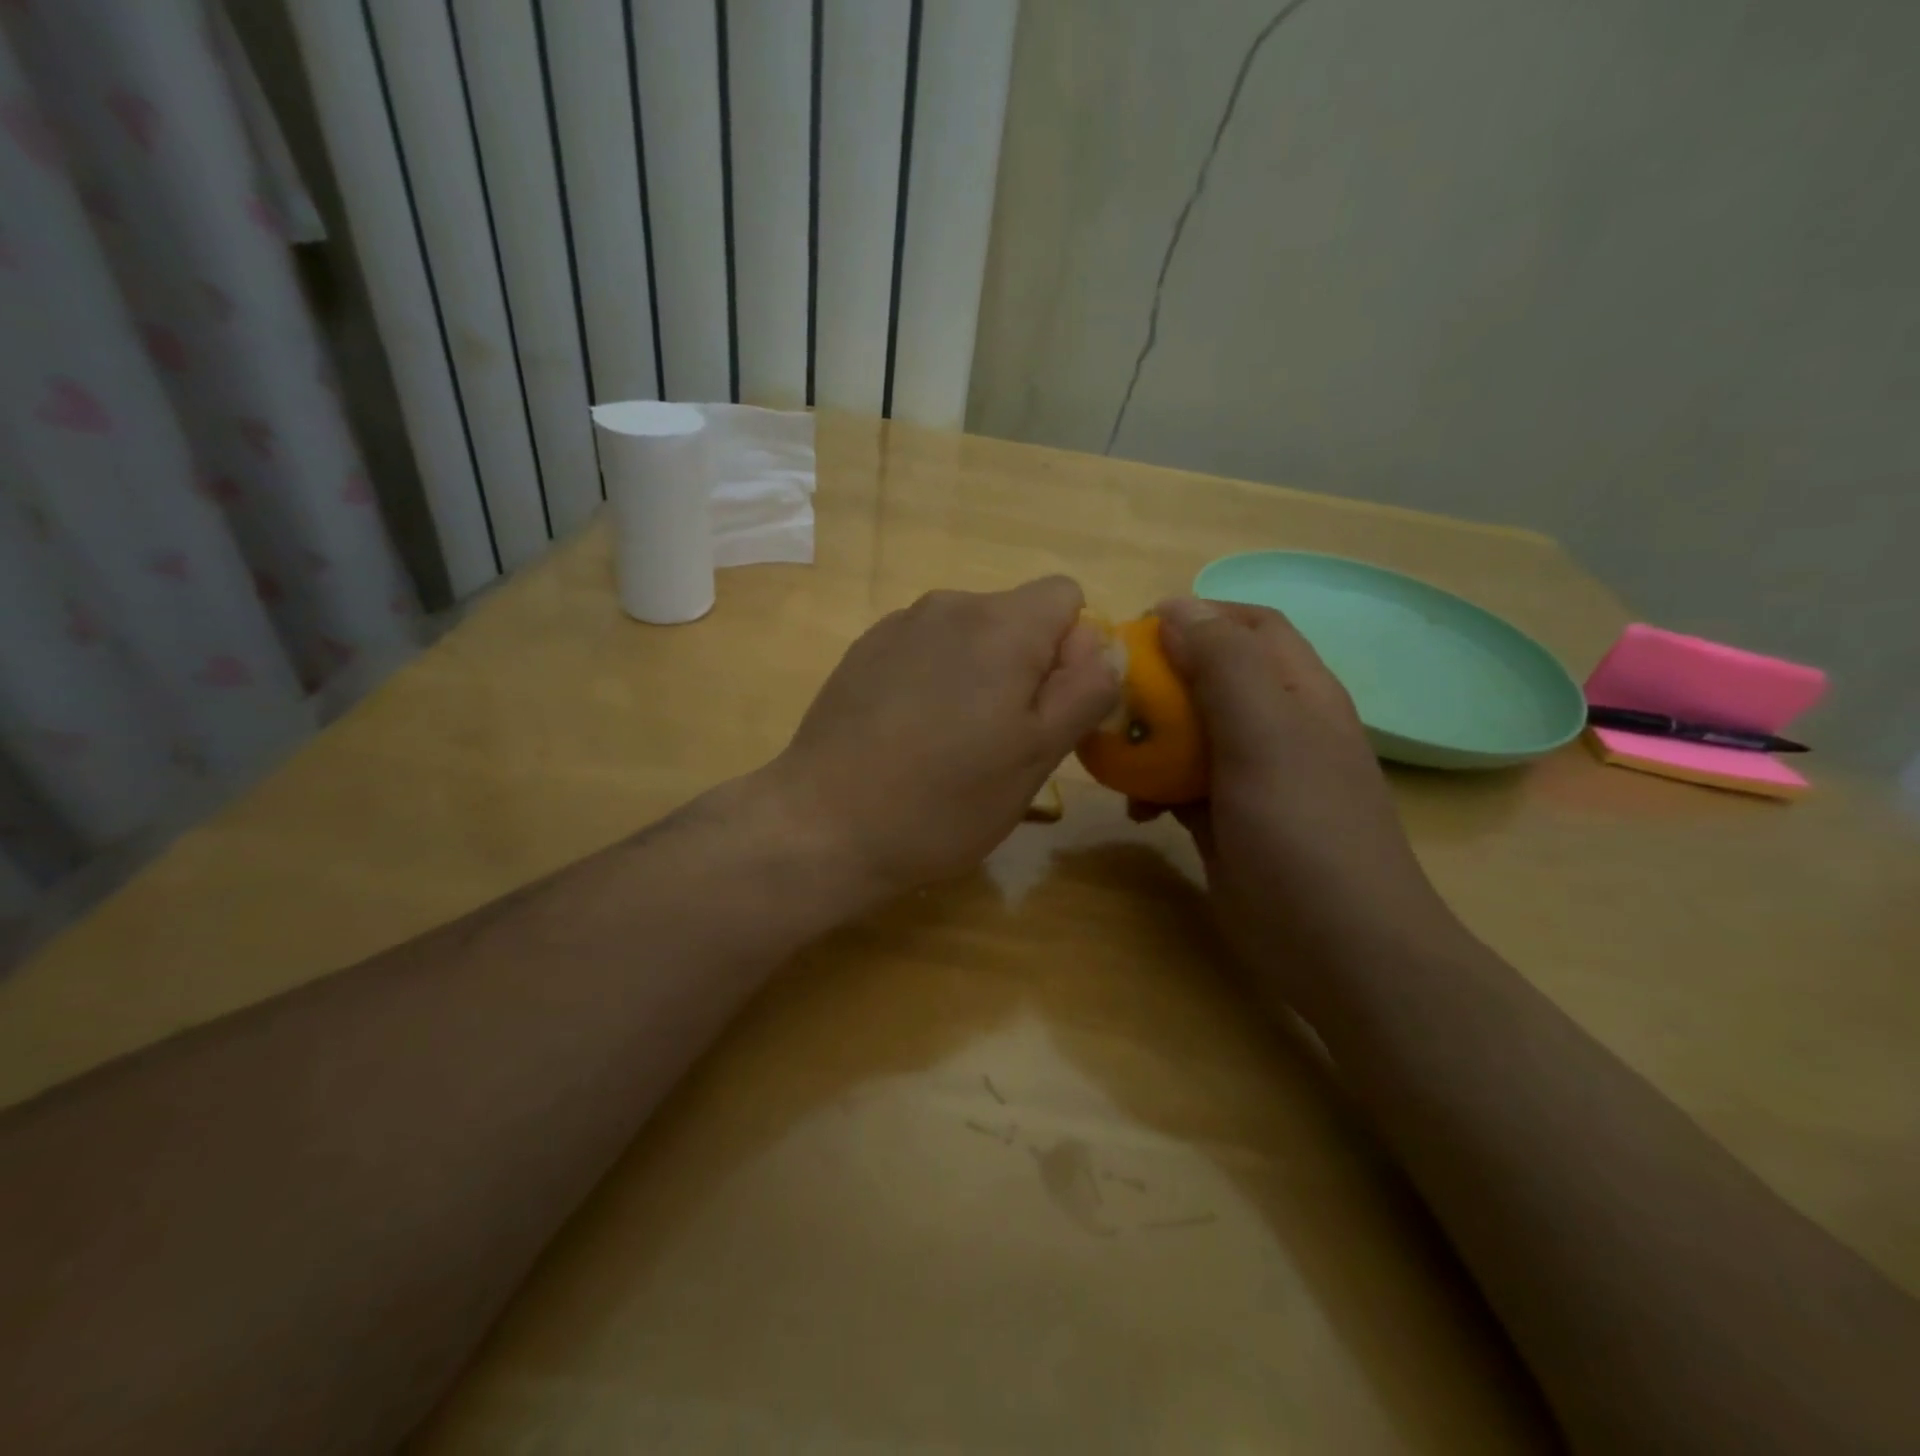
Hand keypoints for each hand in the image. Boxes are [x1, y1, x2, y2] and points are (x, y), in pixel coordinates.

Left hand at [764, 577, 1118, 898]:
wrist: (824, 824)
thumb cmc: (944, 800)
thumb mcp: (1037, 755)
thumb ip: (1084, 689)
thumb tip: (1102, 645)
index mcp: (1001, 624)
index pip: (1066, 597)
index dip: (1073, 651)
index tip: (1049, 710)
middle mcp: (950, 604)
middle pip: (1016, 616)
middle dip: (1026, 665)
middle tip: (1003, 740)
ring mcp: (899, 625)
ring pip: (970, 636)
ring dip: (979, 675)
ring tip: (952, 743)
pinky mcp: (864, 650)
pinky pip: (925, 650)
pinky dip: (934, 680)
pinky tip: (910, 734)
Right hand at [1151, 598, 1467, 1009]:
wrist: (1340, 951)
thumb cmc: (1305, 833)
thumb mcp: (1266, 737)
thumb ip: (1224, 667)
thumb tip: (1176, 606)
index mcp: (1298, 693)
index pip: (1250, 627)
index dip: (1197, 616)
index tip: (1137, 632)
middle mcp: (1277, 727)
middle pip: (1212, 678)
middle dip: (1162, 679)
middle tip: (1112, 695)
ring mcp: (1252, 777)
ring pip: (1191, 733)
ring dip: (1151, 736)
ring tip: (1112, 752)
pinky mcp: (1228, 821)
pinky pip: (1182, 785)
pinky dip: (1154, 788)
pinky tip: (1136, 810)